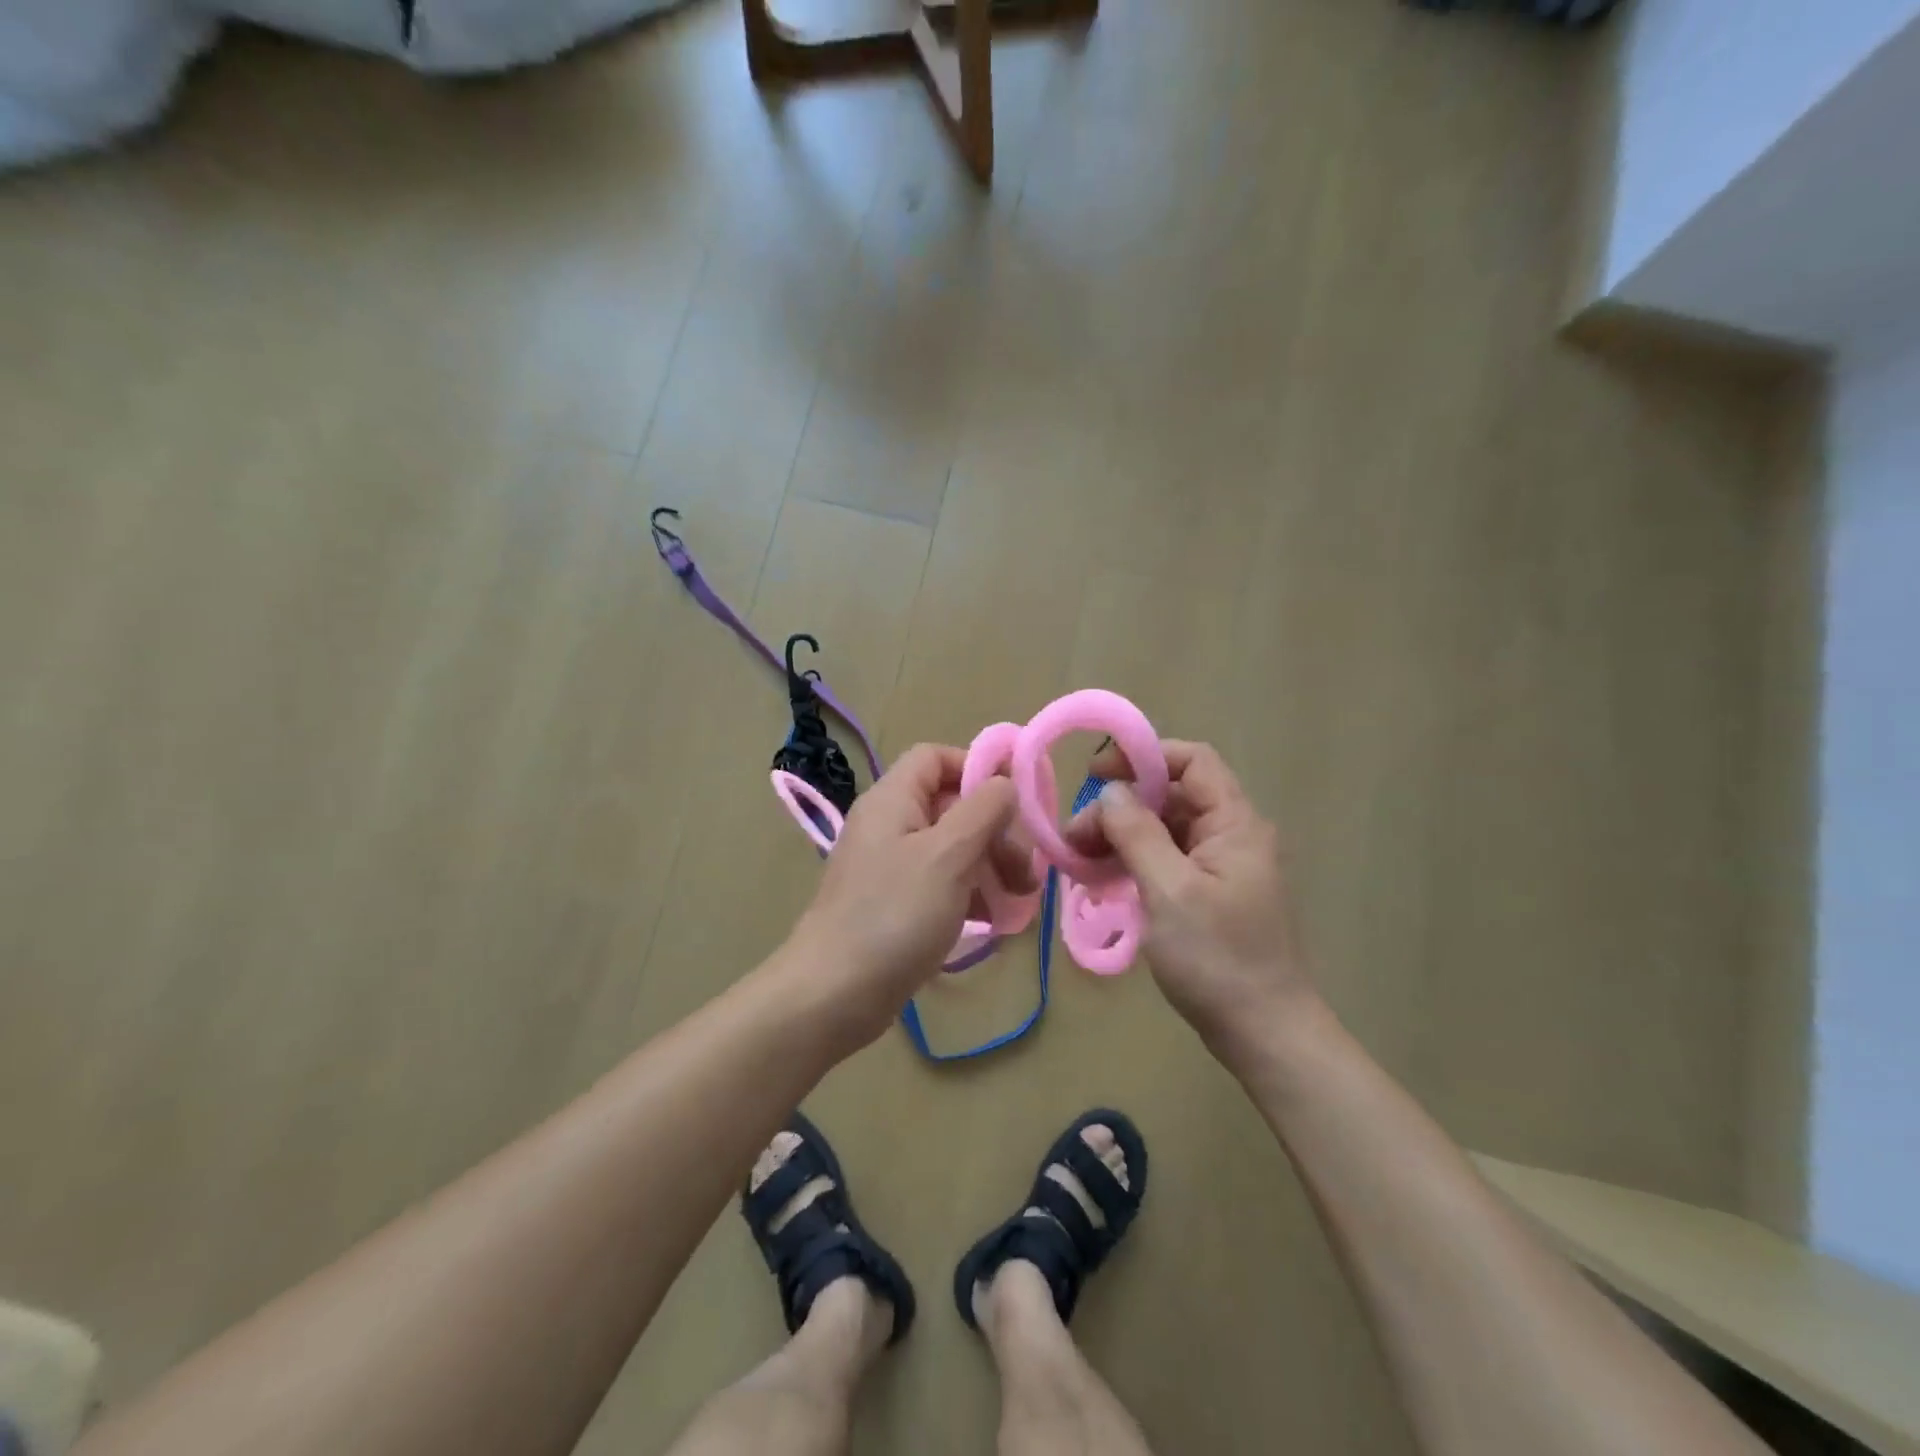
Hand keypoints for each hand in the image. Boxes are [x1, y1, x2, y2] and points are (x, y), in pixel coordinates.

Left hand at [787, 743, 1035, 1048]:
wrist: (833, 994)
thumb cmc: (894, 915)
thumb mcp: (949, 855)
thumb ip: (983, 809)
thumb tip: (1004, 783)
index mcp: (893, 799)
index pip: (936, 757)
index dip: (977, 768)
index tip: (1016, 801)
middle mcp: (889, 825)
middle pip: (951, 805)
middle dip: (995, 831)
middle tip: (1026, 870)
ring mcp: (889, 866)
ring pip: (951, 848)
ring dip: (990, 867)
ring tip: (1019, 901)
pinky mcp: (893, 904)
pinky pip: (939, 884)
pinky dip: (970, 895)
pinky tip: (995, 922)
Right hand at [1066, 739, 1320, 1071]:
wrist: (1263, 1033)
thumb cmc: (1217, 958)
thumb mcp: (1169, 890)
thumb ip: (1137, 833)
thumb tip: (1111, 791)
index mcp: (1235, 823)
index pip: (1191, 761)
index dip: (1142, 757)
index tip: (1094, 775)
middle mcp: (1231, 835)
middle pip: (1170, 797)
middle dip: (1119, 807)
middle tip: (1075, 837)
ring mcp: (1220, 867)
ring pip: (1163, 830)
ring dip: (1120, 837)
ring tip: (1079, 860)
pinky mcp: (1208, 894)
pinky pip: (1165, 860)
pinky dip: (1132, 862)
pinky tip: (1101, 880)